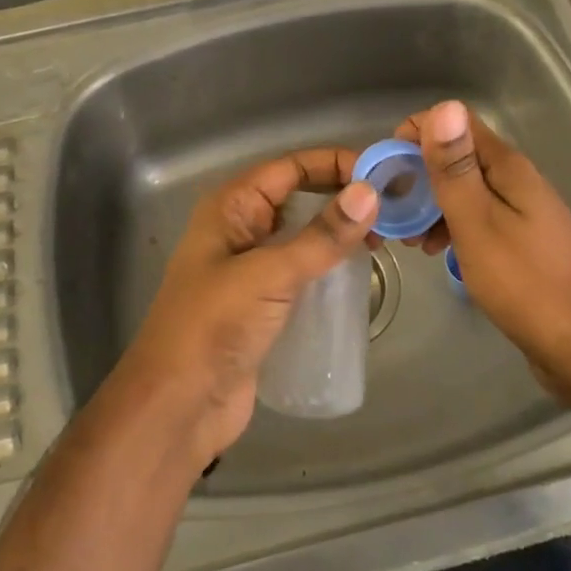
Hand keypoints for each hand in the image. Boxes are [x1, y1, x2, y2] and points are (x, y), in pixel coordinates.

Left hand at [115, 149, 378, 465]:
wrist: (178, 406)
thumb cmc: (214, 327)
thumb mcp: (269, 275)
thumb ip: (321, 236)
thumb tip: (370, 192)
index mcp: (231, 207)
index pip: (290, 167)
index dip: (335, 164)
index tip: (383, 174)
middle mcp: (240, 228)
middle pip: (298, 196)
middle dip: (342, 196)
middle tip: (392, 208)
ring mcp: (250, 266)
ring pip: (302, 234)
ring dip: (338, 232)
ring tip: (384, 239)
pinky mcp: (262, 302)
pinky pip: (302, 269)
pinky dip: (329, 265)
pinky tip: (359, 273)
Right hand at [397, 101, 570, 400]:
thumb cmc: (525, 284)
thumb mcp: (478, 223)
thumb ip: (455, 168)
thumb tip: (444, 105)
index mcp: (507, 167)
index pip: (457, 122)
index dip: (418, 134)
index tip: (388, 168)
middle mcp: (516, 180)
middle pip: (459, 156)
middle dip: (420, 174)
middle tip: (392, 211)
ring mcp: (522, 212)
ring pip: (466, 190)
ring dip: (432, 205)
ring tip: (411, 239)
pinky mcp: (523, 242)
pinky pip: (479, 218)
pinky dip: (453, 227)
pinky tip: (439, 253)